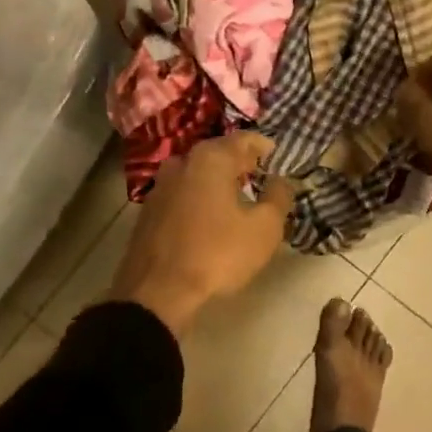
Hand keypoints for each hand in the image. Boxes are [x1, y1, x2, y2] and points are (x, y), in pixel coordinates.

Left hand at [110, 132, 293, 336]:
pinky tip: (210, 214)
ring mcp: (160, 186)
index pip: (244, 139)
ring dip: (217, 179)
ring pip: (197, 173)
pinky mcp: (149, 210)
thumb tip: (281, 180)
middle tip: (260, 173)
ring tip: (236, 194)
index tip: (277, 155)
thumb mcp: (264, 229)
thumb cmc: (217, 254)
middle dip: (240, 161)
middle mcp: (182, 162)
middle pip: (217, 153)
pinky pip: (182, 193)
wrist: (157, 291)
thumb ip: (279, 197)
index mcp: (211, 159)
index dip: (264, 145)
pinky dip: (199, 196)